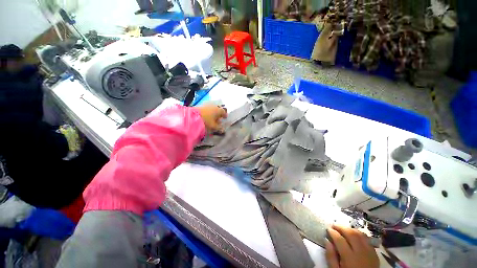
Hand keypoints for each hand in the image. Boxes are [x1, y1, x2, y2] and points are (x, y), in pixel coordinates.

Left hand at [197, 104, 227, 132]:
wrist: (193, 117)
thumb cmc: (206, 122)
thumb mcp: (213, 126)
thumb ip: (219, 128)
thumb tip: (222, 129)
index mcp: (218, 110)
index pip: (224, 112)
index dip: (224, 115)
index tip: (224, 118)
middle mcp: (214, 106)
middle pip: (218, 109)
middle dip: (218, 114)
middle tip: (218, 119)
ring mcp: (207, 105)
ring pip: (212, 108)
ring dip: (213, 113)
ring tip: (212, 118)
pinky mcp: (200, 105)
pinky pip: (207, 108)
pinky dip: (208, 112)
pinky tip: (206, 116)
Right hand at [325, 225, 378, 267]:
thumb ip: (331, 257)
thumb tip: (326, 241)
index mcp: (350, 258)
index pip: (340, 240)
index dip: (332, 232)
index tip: (328, 229)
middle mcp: (361, 252)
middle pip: (351, 234)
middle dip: (341, 227)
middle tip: (334, 225)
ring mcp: (370, 253)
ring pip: (360, 235)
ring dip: (350, 229)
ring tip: (343, 229)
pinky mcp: (375, 254)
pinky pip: (367, 240)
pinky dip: (359, 234)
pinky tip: (354, 235)